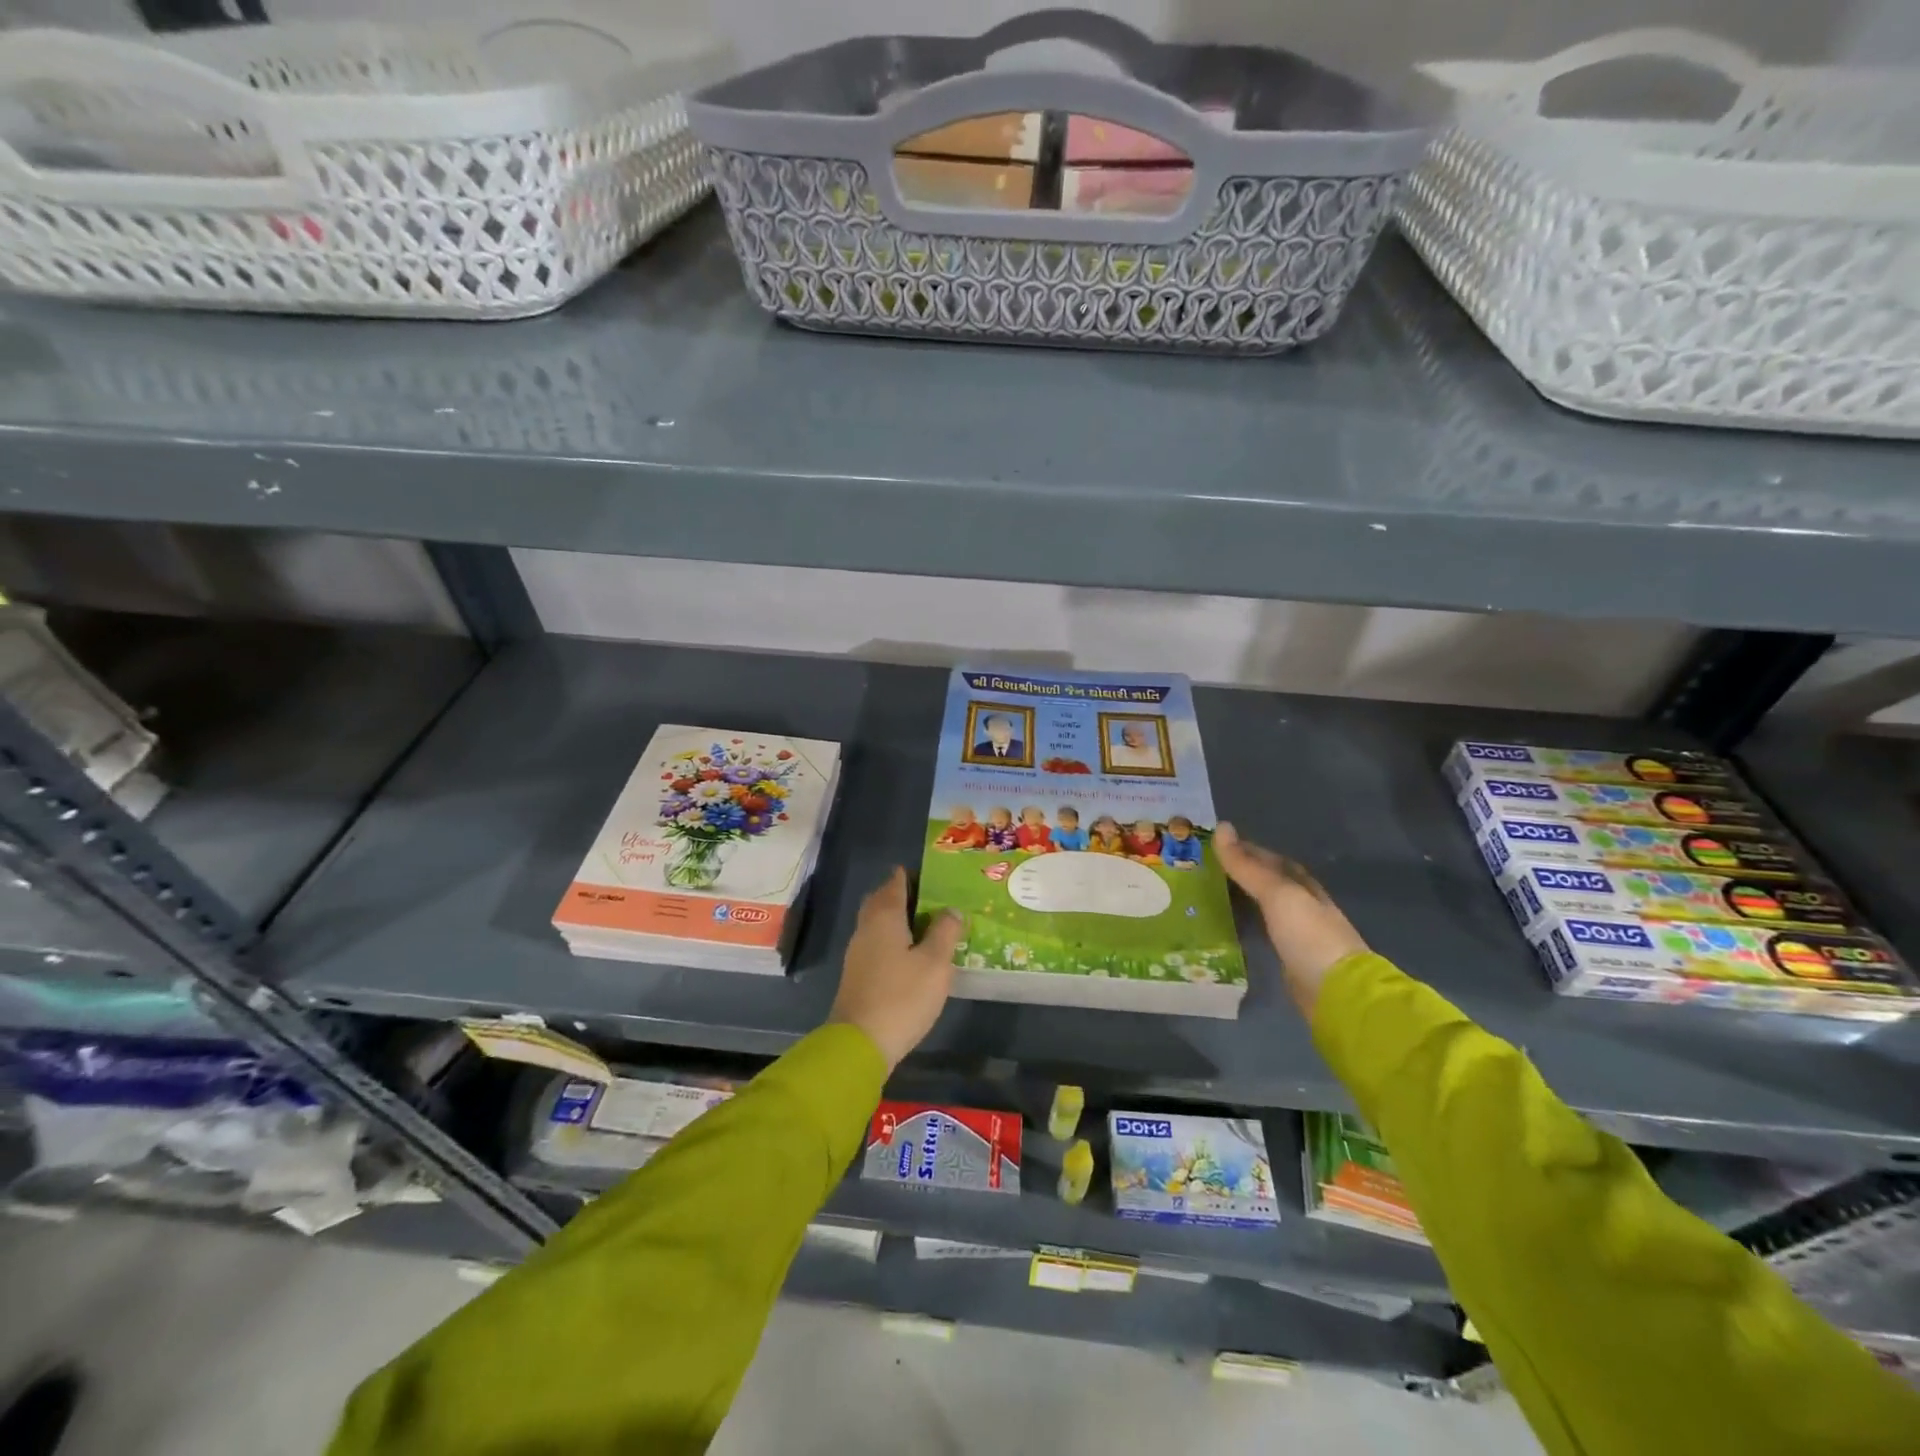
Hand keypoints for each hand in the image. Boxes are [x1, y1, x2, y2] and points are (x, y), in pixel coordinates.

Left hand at [829, 867, 962, 1071]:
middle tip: (933, 899)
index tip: (936, 875)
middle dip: (904, 895)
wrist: (860, 1044)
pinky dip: (894, 939)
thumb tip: (951, 910)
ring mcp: (859, 952)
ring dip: (900, 919)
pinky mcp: (859, 974)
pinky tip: (913, 954)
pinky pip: (878, 943)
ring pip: (879, 923)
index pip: (896, 882)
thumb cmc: (902, 996)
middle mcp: (867, 927)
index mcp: (884, 916)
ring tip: (930, 926)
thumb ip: (945, 932)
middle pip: (883, 900)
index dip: (914, 875)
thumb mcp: (935, 963)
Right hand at [1213, 824, 1368, 1017]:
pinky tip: (1231, 925)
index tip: (1215, 846)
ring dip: (1244, 898)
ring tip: (1212, 893)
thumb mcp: (1277, 895)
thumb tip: (1221, 827)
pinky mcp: (1291, 958)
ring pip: (1267, 907)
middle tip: (1207, 868)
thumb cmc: (1309, 936)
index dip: (1247, 850)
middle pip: (1270, 882)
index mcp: (1304, 886)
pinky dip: (1248, 922)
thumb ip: (1247, 866)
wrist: (1338, 993)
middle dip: (1244, 873)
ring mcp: (1299, 933)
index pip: (1272, 860)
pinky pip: (1264, 931)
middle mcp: (1304, 905)